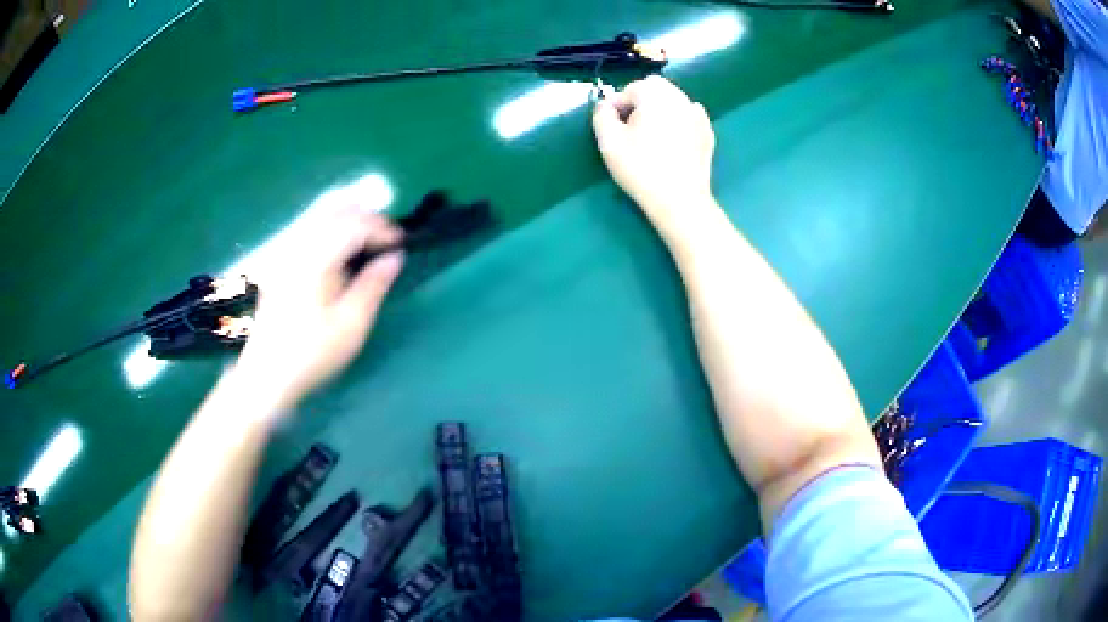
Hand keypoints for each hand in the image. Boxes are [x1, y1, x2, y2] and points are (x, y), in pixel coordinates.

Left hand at [234, 204, 403, 408]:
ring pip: (321, 212)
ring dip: (350, 215)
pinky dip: (332, 224)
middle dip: (368, 216)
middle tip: (388, 236)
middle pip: (337, 209)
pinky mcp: (281, 259)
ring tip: (369, 234)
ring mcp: (287, 249)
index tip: (402, 243)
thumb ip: (374, 285)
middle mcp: (300, 244)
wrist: (266, 373)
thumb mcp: (352, 324)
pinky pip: (310, 225)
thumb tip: (395, 257)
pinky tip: (342, 243)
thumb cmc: (312, 352)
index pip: (355, 224)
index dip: (383, 228)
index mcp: (317, 257)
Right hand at [592, 76, 715, 225]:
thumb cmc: (640, 169)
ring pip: (674, 99)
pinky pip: (690, 115)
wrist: (679, 200)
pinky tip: (672, 138)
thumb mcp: (609, 142)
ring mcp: (697, 116)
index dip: (618, 104)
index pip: (631, 88)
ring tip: (651, 134)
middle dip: (641, 100)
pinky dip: (679, 120)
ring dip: (660, 109)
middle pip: (656, 87)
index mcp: (655, 96)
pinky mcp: (707, 133)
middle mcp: (679, 99)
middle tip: (631, 127)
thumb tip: (606, 105)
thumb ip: (602, 115)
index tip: (612, 125)